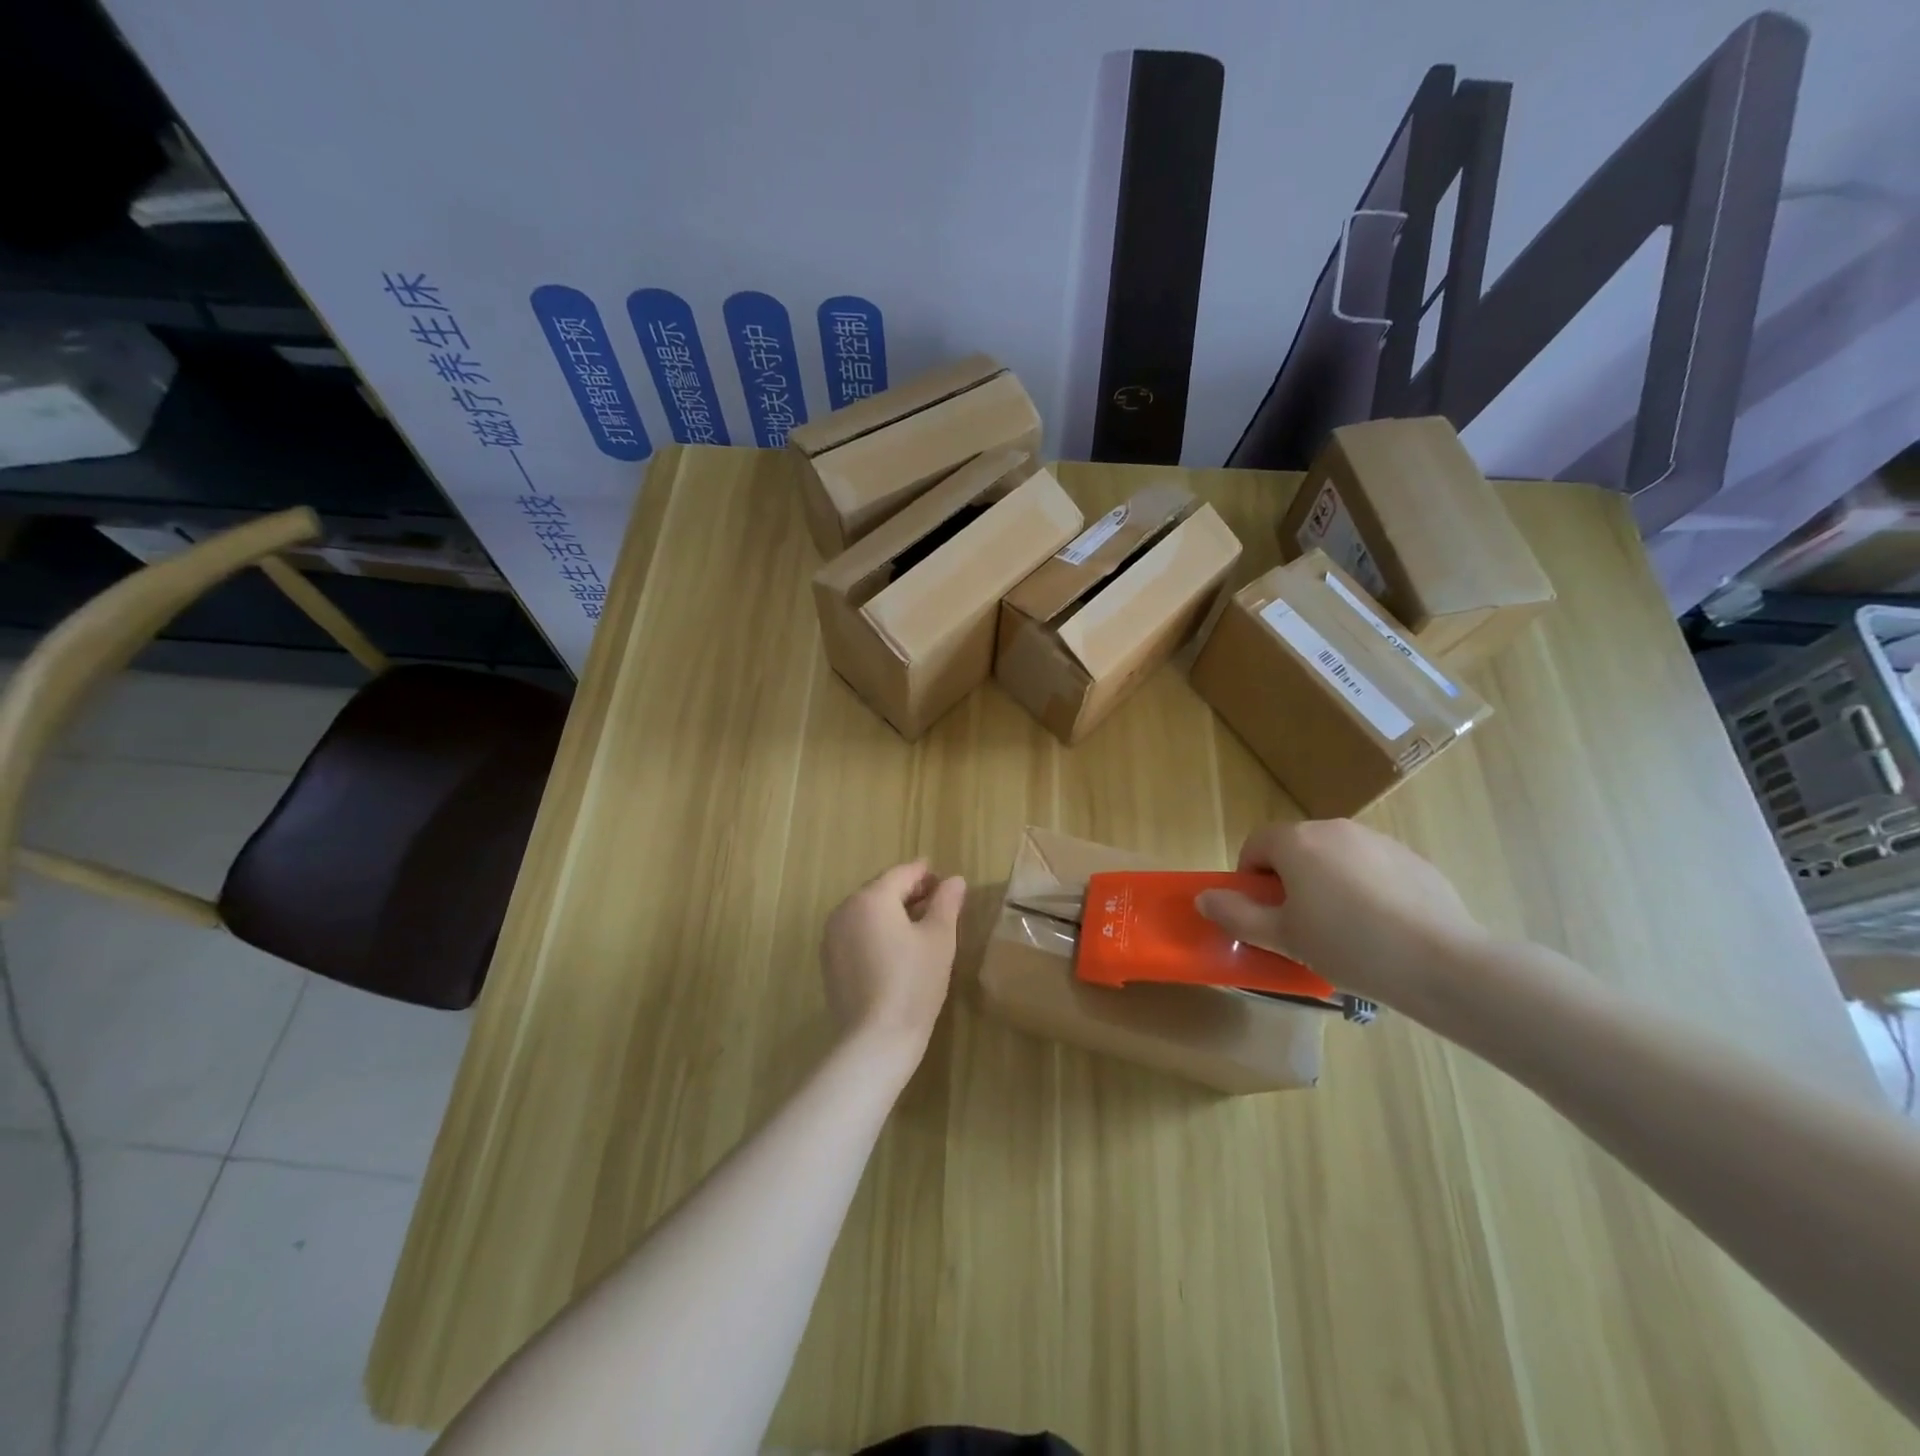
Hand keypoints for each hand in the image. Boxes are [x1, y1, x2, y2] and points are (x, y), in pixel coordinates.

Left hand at [821, 860, 966, 1059]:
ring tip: (921, 927)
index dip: (926, 874)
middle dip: (909, 892)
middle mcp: (845, 909)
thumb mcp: (939, 938)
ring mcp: (832, 937)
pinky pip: (857, 934)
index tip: (945, 881)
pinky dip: (877, 932)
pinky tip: (897, 950)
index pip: (902, 873)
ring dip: (892, 912)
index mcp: (871, 898)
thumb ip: (947, 903)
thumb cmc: (914, 982)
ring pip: (867, 912)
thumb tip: (955, 880)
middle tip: (938, 903)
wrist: (875, 1040)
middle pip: (881, 890)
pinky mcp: (830, 962)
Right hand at [1195, 820, 1487, 1009]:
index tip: (1265, 914)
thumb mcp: (1283, 937)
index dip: (1250, 879)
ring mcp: (1378, 840)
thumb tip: (1204, 899)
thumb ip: (1237, 915)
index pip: (1256, 845)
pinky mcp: (1413, 859)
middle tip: (1301, 926)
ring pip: (1335, 857)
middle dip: (1289, 880)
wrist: (1442, 963)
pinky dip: (1365, 889)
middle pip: (1296, 848)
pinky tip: (1382, 928)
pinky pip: (1372, 868)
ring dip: (1326, 883)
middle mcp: (1335, 828)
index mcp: (1297, 841)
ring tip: (1345, 930)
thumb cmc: (1348, 945)